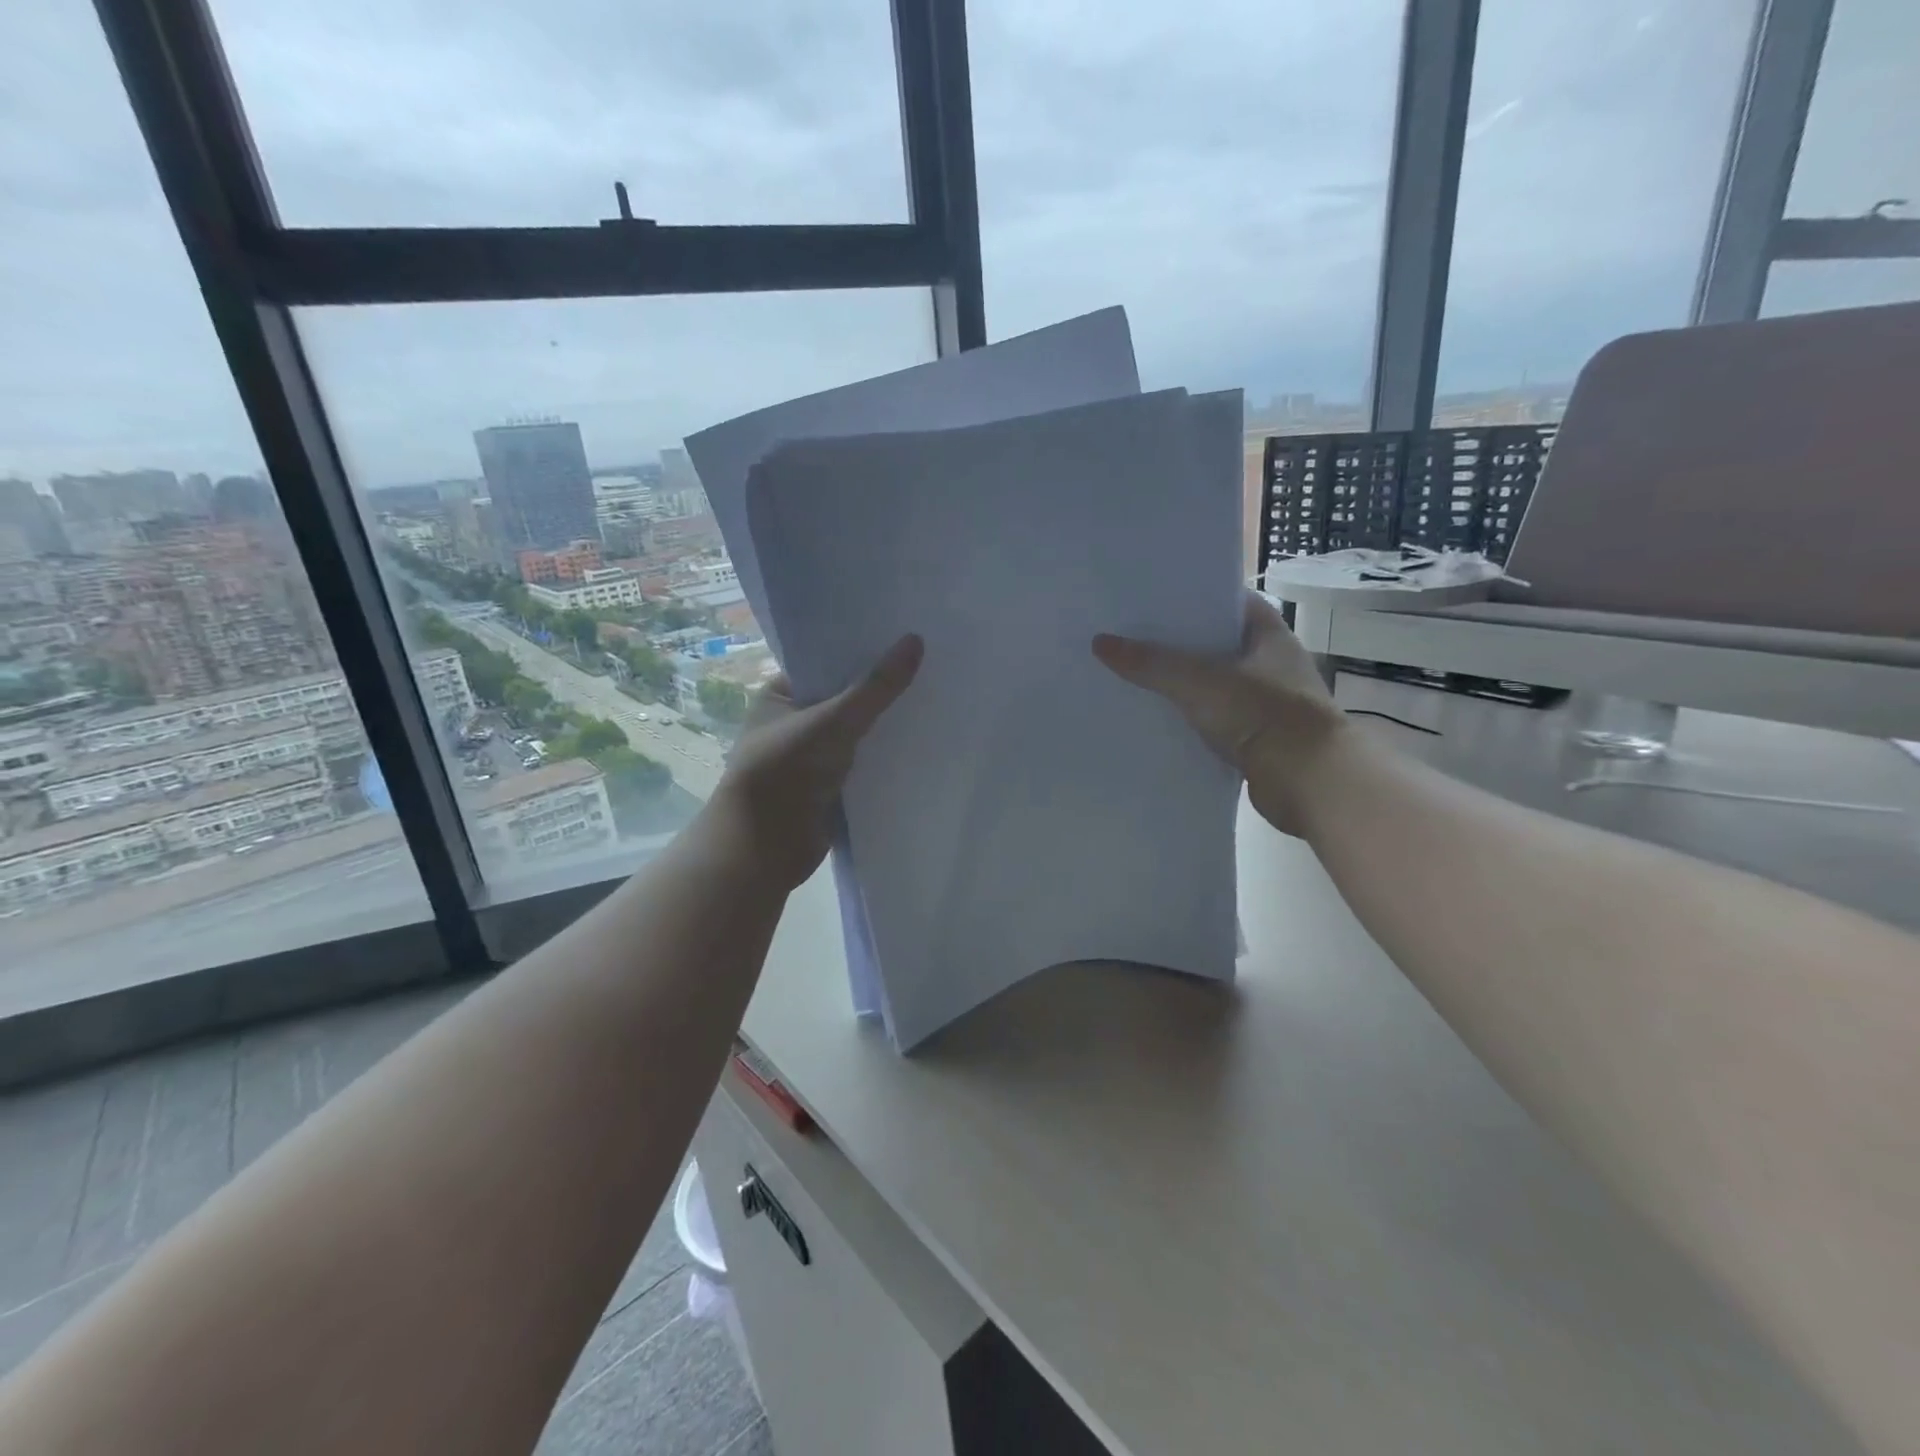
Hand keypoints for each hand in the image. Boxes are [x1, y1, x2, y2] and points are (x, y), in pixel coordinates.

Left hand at [711, 635, 923, 887]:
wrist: (764, 848)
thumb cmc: (785, 772)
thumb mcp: (833, 721)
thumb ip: (876, 687)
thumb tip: (916, 641)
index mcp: (781, 694)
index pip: (827, 662)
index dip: (863, 650)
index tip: (905, 635)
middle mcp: (796, 722)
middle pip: (847, 696)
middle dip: (882, 688)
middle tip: (931, 663)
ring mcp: (814, 756)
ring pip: (859, 731)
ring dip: (888, 723)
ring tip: (938, 696)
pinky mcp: (832, 786)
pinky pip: (865, 761)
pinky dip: (887, 755)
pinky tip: (923, 740)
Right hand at [1093, 592, 1349, 835]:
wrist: (1311, 782)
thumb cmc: (1263, 715)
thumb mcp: (1200, 681)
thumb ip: (1151, 663)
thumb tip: (1100, 642)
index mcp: (1268, 634)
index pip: (1227, 600)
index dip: (1191, 595)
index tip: (1150, 596)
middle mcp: (1269, 663)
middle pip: (1214, 642)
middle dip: (1175, 641)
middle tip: (1128, 635)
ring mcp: (1264, 701)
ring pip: (1211, 683)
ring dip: (1179, 682)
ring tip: (1131, 674)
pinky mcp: (1255, 737)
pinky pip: (1212, 718)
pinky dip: (1188, 718)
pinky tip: (1153, 718)